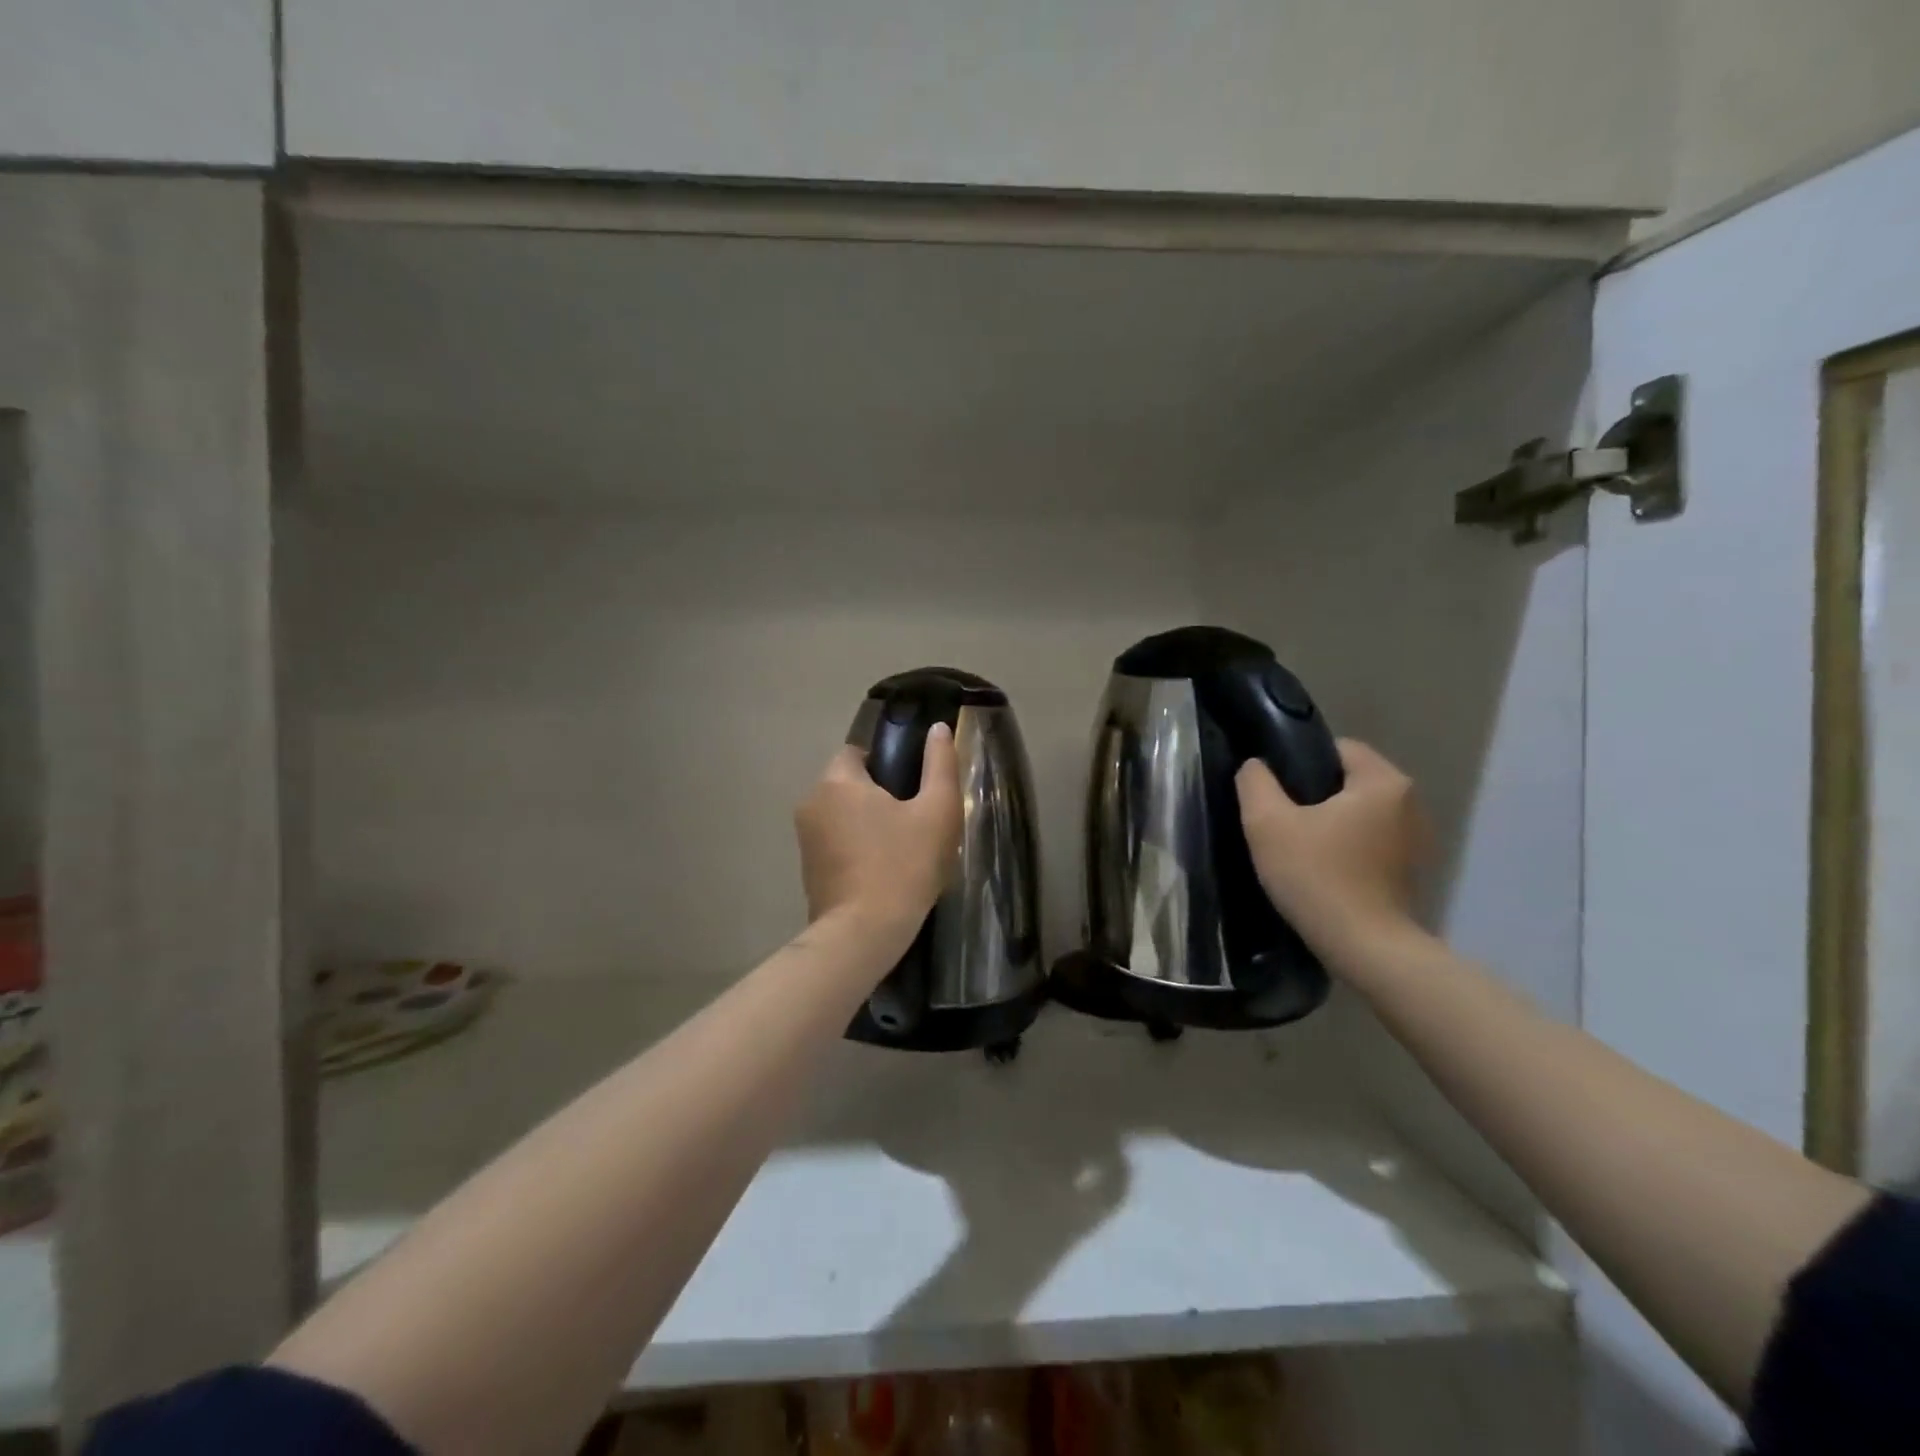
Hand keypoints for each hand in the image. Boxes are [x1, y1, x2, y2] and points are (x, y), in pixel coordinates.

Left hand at [796, 724, 962, 946]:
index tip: (913, 788)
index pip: (858, 752)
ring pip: (842, 815)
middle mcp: (812, 802)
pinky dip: (855, 848)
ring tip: (902, 848)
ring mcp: (805, 839)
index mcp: (838, 781)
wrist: (864, 934)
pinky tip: (882, 870)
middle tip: (914, 820)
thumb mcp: (937, 811)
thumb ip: (940, 764)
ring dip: (867, 823)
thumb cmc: (904, 865)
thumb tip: (939, 729)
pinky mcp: (807, 869)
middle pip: (849, 784)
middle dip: (879, 795)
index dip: (888, 763)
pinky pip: (835, 843)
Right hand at [1236, 739, 1427, 953]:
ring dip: (1331, 822)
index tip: (1275, 791)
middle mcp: (1410, 803)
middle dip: (1314, 794)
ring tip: (1299, 847)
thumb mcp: (1267, 824)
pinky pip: (1371, 840)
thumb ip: (1255, 783)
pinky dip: (1348, 847)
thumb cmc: (1317, 876)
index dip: (1300, 762)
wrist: (1366, 949)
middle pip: (1350, 780)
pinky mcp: (1412, 870)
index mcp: (1383, 781)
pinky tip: (1323, 870)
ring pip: (1360, 812)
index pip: (1339, 748)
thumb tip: (1256, 766)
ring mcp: (1417, 839)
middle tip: (1280, 820)